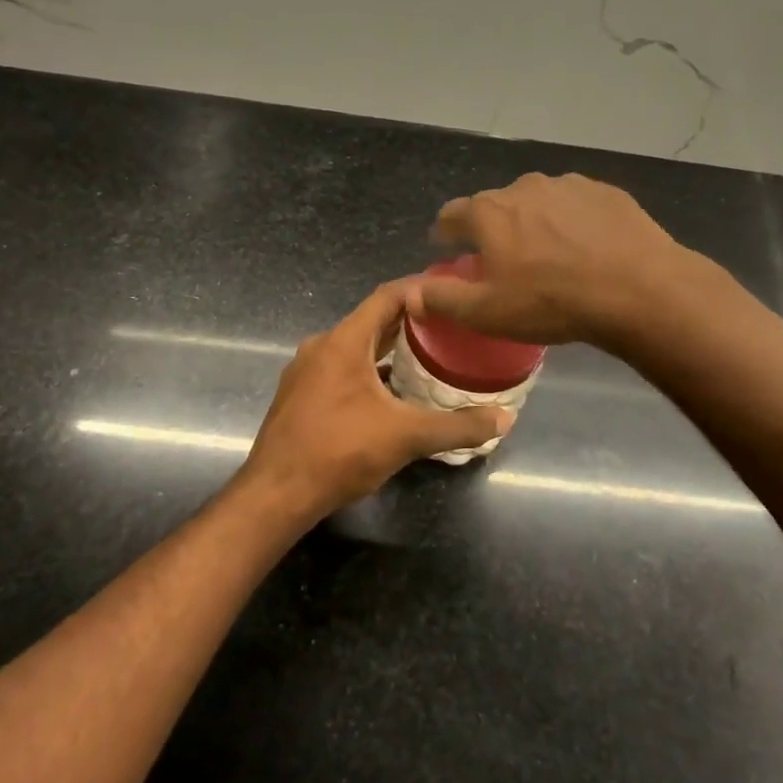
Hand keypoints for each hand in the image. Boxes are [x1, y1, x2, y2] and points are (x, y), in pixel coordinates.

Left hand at [241, 281, 511, 522]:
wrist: (276, 493)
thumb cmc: (340, 452)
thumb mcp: (406, 437)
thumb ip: (457, 426)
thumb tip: (505, 418)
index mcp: (344, 341)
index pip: (387, 296)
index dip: (420, 289)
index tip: (452, 292)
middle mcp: (321, 346)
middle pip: (372, 321)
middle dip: (411, 321)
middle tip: (450, 326)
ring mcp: (306, 371)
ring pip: (355, 347)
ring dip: (389, 348)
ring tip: (428, 357)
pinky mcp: (300, 395)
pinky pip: (341, 369)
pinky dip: (370, 371)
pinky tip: (392, 393)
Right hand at [415, 173, 688, 348]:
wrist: (638, 289)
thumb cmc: (551, 302)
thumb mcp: (486, 312)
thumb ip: (441, 298)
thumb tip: (408, 292)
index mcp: (488, 212)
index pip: (451, 215)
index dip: (446, 234)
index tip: (449, 249)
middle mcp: (523, 187)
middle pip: (495, 206)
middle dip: (493, 230)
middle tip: (504, 262)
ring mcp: (567, 185)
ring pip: (537, 203)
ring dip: (534, 224)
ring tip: (550, 257)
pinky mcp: (605, 192)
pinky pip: (575, 206)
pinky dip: (571, 222)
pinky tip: (587, 249)